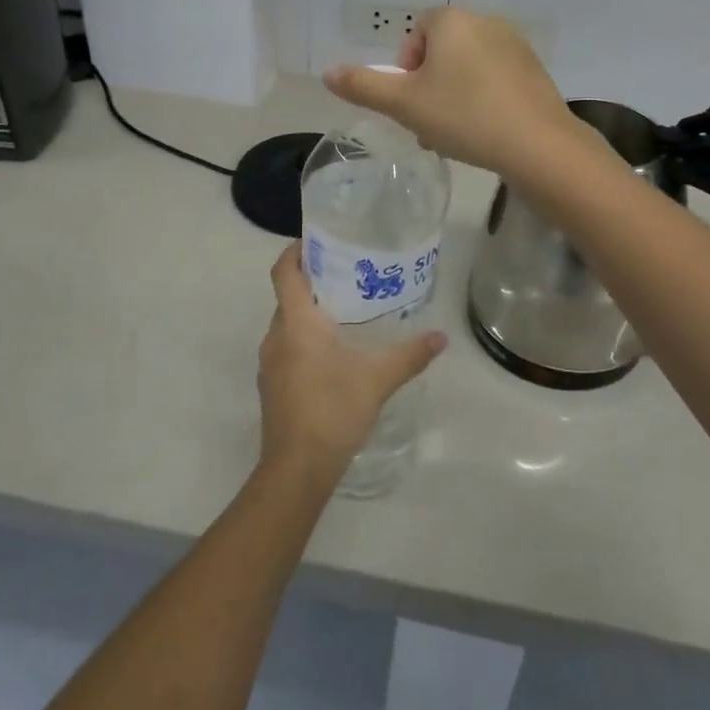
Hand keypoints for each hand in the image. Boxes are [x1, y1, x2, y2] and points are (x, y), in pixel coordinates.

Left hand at [257, 244, 445, 482]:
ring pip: (287, 324)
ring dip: (309, 314)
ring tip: (346, 313)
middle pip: (288, 296)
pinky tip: (333, 355)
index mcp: (296, 323)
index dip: (295, 251)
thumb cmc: (334, 410)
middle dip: (313, 283)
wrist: (297, 469)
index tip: (317, 241)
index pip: (283, 272)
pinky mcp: (272, 386)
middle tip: (348, 275)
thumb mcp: (378, 379)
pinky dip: (305, 340)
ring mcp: (270, 364)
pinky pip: (286, 348)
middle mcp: (276, 336)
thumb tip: (440, 337)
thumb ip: (410, 355)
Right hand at [323, 7, 580, 178]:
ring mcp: (515, 46)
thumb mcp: (403, 104)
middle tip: (428, 124)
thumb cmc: (463, 117)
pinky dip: (482, 100)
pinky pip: (495, 79)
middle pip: (443, 52)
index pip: (417, 33)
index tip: (409, 101)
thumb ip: (363, 86)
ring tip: (454, 136)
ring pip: (468, 69)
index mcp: (453, 20)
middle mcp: (486, 22)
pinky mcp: (535, 71)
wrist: (537, 144)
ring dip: (453, 97)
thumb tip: (327, 73)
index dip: (406, 68)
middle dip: (429, 87)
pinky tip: (483, 133)